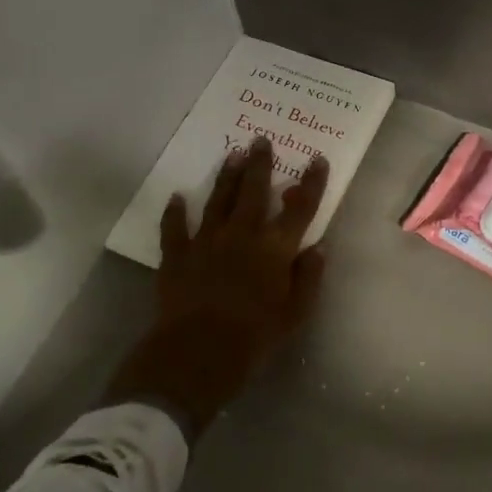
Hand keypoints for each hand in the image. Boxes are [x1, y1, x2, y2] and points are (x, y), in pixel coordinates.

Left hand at [105, 138, 328, 437]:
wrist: (198, 351)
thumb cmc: (255, 336)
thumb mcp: (296, 313)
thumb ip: (308, 277)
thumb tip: (317, 247)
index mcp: (275, 248)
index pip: (300, 208)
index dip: (310, 183)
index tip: (316, 160)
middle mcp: (242, 235)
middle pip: (254, 192)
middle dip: (260, 164)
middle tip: (261, 140)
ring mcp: (206, 241)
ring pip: (218, 200)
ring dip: (226, 176)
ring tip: (232, 154)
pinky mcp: (177, 255)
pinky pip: (174, 228)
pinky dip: (174, 212)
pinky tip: (176, 197)